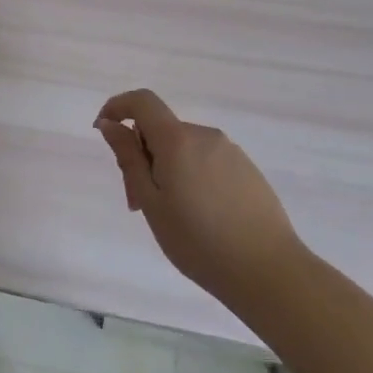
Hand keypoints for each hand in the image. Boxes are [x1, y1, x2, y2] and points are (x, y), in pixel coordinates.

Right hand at [95, 89, 304, 311]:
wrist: (268, 271)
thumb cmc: (198, 241)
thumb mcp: (151, 202)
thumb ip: (128, 158)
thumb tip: (110, 124)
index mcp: (177, 139)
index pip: (142, 101)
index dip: (118, 107)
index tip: (104, 131)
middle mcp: (205, 135)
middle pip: (161, 130)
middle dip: (141, 156)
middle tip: (136, 202)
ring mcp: (230, 152)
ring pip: (183, 149)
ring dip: (166, 170)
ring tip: (170, 216)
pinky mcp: (247, 170)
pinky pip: (206, 161)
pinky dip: (190, 177)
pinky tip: (200, 217)